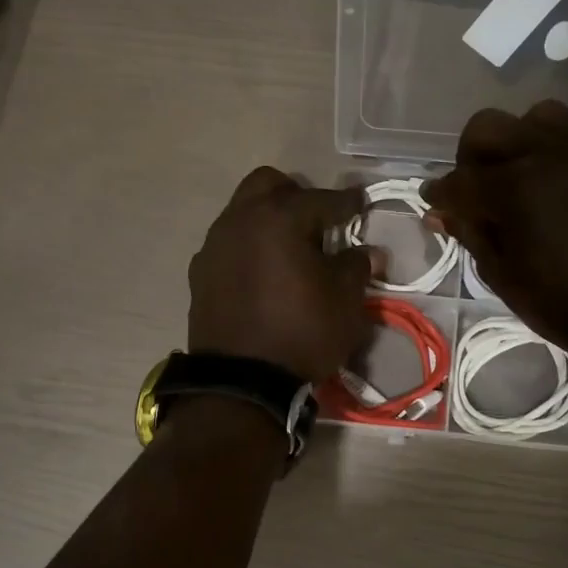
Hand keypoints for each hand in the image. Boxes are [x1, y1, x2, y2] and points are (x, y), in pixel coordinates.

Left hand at [188, 167, 380, 382]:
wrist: (241, 382)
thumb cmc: (302, 333)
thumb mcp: (345, 302)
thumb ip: (356, 266)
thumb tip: (368, 251)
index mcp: (279, 218)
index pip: (322, 199)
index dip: (347, 202)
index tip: (361, 203)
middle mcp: (240, 220)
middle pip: (268, 185)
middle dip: (296, 195)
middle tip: (317, 221)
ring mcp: (214, 245)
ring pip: (242, 211)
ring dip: (268, 219)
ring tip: (290, 248)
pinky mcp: (200, 273)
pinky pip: (228, 243)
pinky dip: (248, 246)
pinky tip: (263, 273)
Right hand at [421, 101, 567, 361]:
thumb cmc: (562, 303)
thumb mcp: (503, 276)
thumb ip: (470, 234)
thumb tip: (440, 212)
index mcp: (513, 189)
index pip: (458, 180)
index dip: (439, 195)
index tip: (434, 204)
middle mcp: (542, 156)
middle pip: (486, 128)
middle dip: (469, 157)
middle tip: (472, 191)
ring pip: (529, 117)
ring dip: (511, 141)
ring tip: (513, 177)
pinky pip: (566, 130)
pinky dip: (545, 143)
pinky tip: (545, 180)